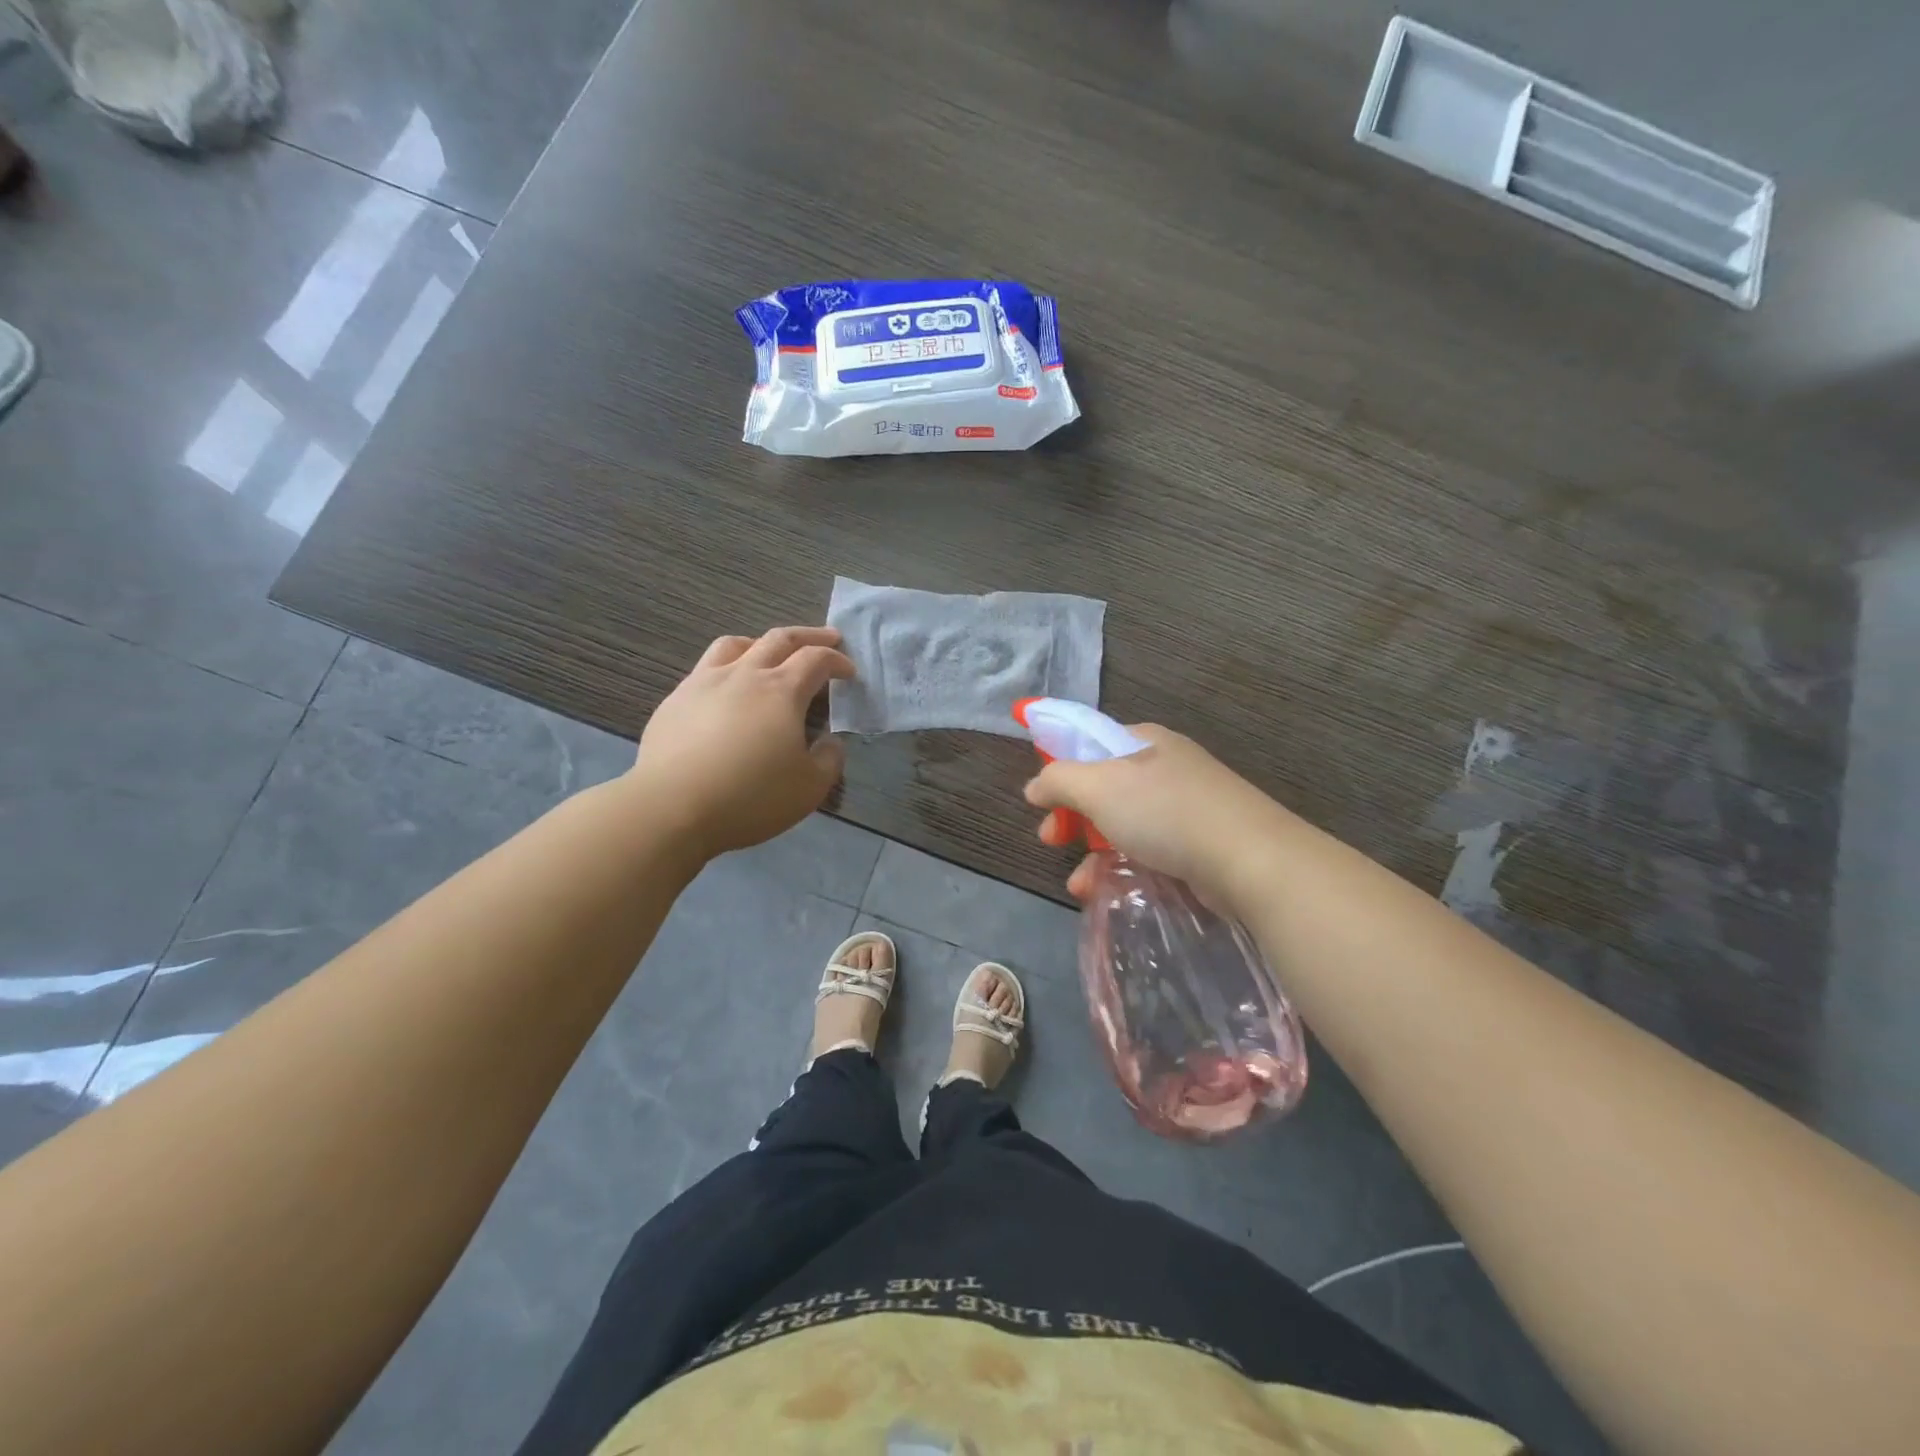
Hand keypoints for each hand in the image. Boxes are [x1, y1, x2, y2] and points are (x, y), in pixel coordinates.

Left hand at [632, 627, 853, 859]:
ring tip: (769, 653)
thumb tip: (830, 742)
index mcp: (781, 691)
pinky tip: (726, 691)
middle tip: (827, 639)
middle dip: (809, 636)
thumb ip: (829, 759)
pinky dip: (726, 668)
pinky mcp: (675, 701)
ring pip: (735, 645)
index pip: (816, 660)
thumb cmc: (751, 797)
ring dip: (761, 643)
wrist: (672, 808)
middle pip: (779, 639)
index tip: (849, 671)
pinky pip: (705, 669)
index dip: (837, 661)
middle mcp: (744, 675)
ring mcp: (703, 683)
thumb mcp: (810, 787)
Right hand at [1023, 724, 1286, 911]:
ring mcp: (1187, 807)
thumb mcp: (1098, 786)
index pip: (1091, 744)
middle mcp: (1166, 768)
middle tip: (1051, 838)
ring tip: (1079, 884)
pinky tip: (1105, 892)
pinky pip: (1148, 851)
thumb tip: (1035, 786)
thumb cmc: (1165, 811)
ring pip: (1124, 825)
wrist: (1250, 860)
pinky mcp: (1200, 845)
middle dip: (1072, 816)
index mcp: (1144, 742)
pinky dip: (1122, 868)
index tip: (1042, 800)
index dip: (1061, 769)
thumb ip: (1058, 780)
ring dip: (1092, 852)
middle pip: (1104, 787)